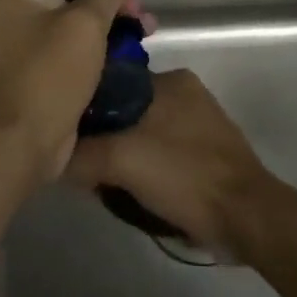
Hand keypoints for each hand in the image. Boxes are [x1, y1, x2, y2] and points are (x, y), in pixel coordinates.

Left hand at [0, 0, 145, 185]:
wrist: (23, 145)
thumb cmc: (50, 74)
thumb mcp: (85, 24)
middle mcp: (8, 11)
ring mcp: (19, 41)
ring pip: (68, 13)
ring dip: (106, 13)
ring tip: (143, 24)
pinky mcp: (34, 66)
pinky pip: (67, 39)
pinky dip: (95, 37)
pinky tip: (128, 44)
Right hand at [65, 69, 276, 258]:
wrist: (246, 217)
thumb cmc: (184, 175)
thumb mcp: (121, 160)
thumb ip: (80, 154)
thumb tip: (51, 157)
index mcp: (171, 79)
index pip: (113, 82)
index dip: (86, 106)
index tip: (65, 132)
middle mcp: (186, 93)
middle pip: (126, 110)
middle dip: (105, 137)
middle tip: (86, 166)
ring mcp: (200, 124)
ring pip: (143, 134)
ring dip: (124, 157)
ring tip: (106, 183)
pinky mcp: (207, 154)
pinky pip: (162, 154)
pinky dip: (146, 170)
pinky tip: (134, 192)